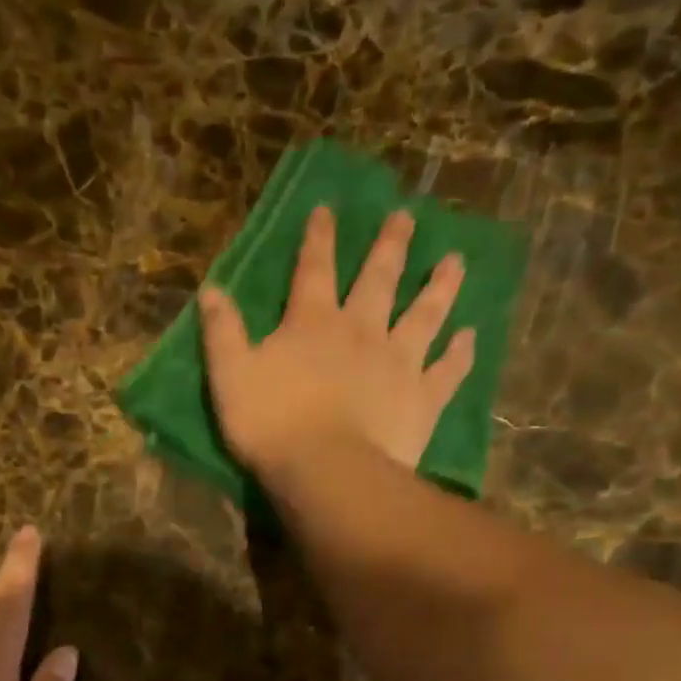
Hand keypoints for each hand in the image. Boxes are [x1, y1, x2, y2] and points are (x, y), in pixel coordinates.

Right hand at [199, 204, 474, 479]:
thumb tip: (210, 288)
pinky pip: (447, 370)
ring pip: (425, 315)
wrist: (326, 470)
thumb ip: (222, 332)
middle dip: (390, 246)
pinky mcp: (422, 398)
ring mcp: (399, 362)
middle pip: (379, 280)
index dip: (319, 239)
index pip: (314, 270)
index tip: (328, 209)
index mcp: (313, 324)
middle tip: (407, 217)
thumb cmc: (271, 424)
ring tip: (455, 262)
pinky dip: (460, 353)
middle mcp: (361, 331)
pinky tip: (469, 337)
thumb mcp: (230, 376)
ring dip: (439, 287)